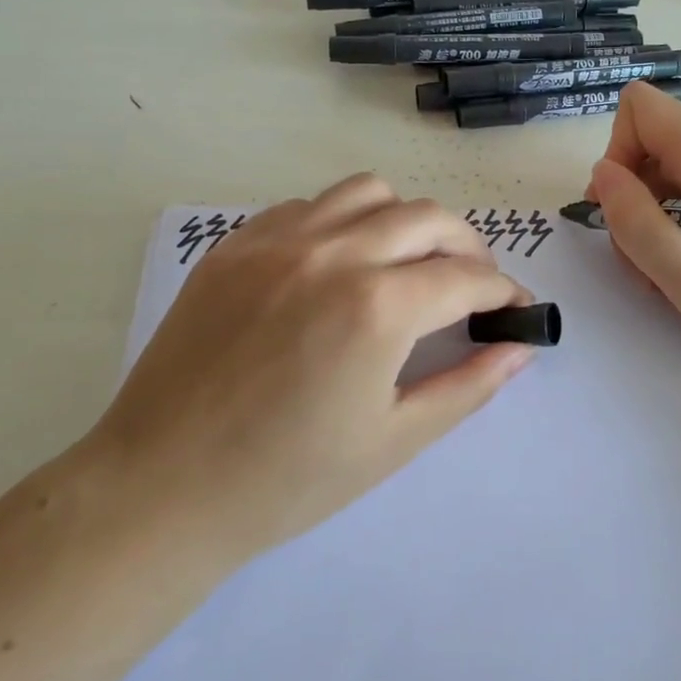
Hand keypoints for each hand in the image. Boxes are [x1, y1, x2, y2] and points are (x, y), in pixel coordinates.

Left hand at [89, 175, 535, 570]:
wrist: (160, 489)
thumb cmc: (286, 480)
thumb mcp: (394, 440)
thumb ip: (468, 386)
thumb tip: (520, 348)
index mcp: (378, 307)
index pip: (467, 277)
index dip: (503, 291)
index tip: (515, 308)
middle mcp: (334, 253)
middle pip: (428, 217)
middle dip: (468, 247)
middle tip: (472, 285)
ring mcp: (278, 240)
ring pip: (370, 192)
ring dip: (406, 220)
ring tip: (407, 262)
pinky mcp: (236, 244)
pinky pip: (309, 205)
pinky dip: (343, 221)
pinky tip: (338, 265)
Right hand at [589, 81, 680, 388]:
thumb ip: (634, 220)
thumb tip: (603, 172)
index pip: (641, 107)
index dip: (618, 153)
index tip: (622, 211)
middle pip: (655, 146)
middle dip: (635, 201)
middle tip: (647, 266)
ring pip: (675, 173)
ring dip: (657, 221)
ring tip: (676, 277)